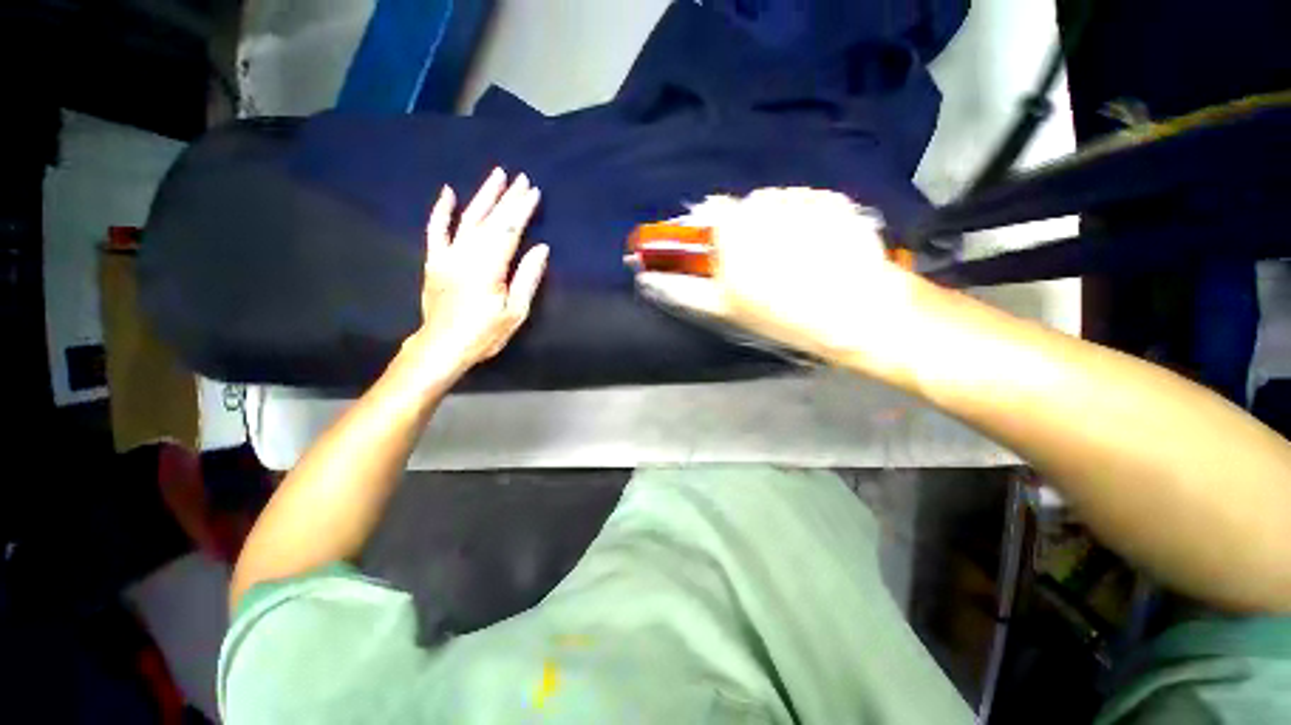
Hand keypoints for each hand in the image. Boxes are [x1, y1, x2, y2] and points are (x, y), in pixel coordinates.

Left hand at [399, 168, 547, 388]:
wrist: (443, 345)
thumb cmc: (485, 333)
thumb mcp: (515, 312)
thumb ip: (527, 278)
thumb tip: (541, 248)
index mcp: (489, 267)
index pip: (509, 230)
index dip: (522, 210)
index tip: (533, 192)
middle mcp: (467, 254)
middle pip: (490, 219)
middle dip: (508, 198)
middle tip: (521, 178)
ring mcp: (447, 255)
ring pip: (467, 218)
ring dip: (483, 195)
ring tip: (497, 175)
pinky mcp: (434, 260)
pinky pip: (436, 230)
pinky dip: (441, 210)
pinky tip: (448, 192)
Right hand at [635, 188, 915, 361]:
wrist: (857, 313)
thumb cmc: (784, 315)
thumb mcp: (727, 308)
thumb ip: (685, 288)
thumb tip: (649, 278)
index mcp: (735, 227)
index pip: (713, 210)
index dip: (717, 227)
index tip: (726, 247)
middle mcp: (766, 202)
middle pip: (747, 208)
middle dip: (751, 229)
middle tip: (767, 262)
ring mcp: (804, 198)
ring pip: (778, 204)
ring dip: (780, 224)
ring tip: (796, 258)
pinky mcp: (835, 199)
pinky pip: (808, 203)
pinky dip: (809, 220)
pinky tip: (819, 248)